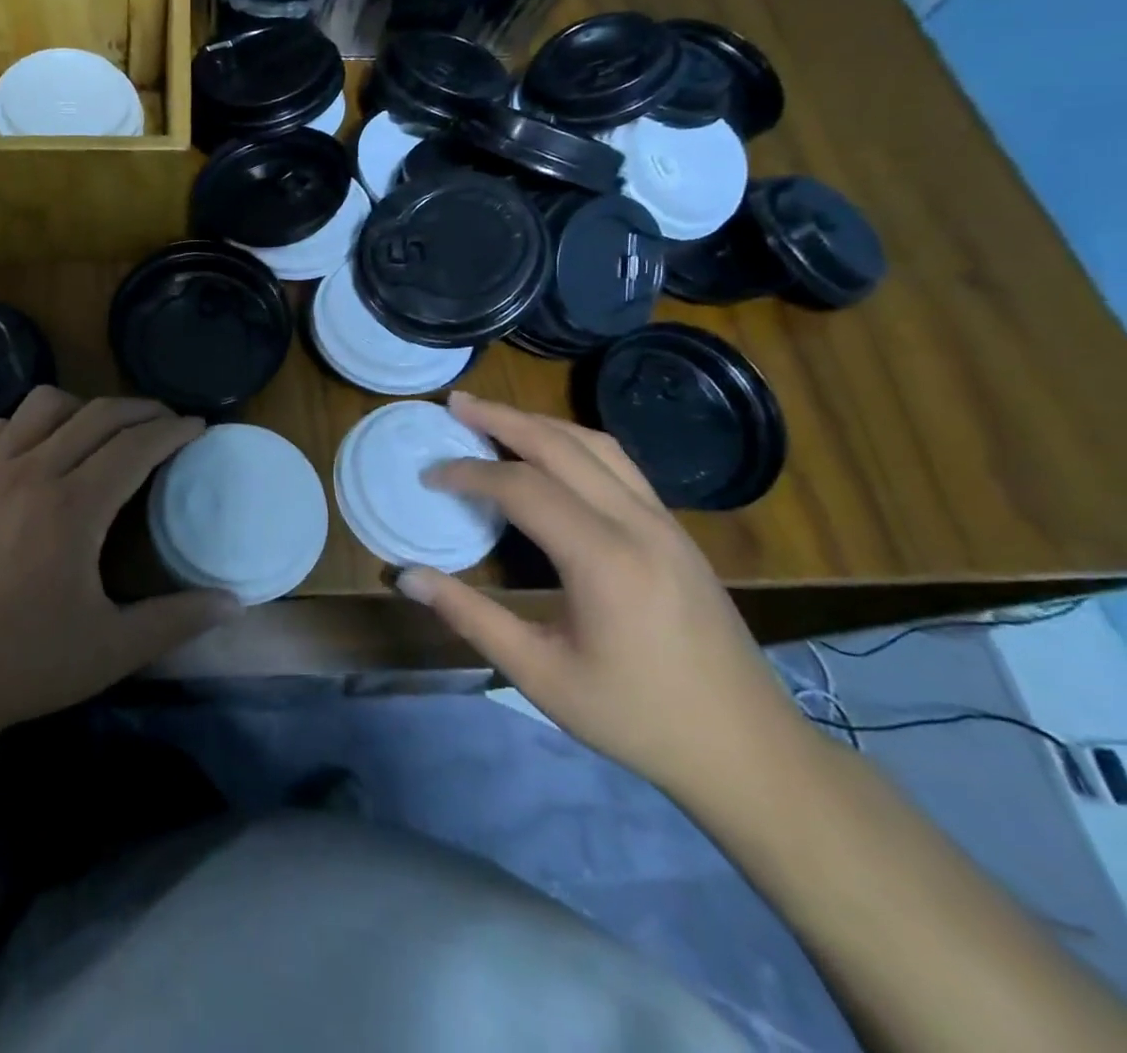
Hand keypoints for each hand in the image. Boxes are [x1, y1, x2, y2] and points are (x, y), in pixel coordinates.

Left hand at [0, 387, 241, 743]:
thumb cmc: (20, 664)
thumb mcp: (110, 650)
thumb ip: (176, 621)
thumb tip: (234, 603)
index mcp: (73, 507)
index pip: (136, 445)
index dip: (173, 431)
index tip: (198, 426)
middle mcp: (31, 472)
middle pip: (97, 414)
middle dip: (141, 409)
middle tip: (167, 422)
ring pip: (44, 405)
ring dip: (84, 408)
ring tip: (104, 432)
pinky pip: (0, 427)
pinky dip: (31, 424)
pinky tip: (40, 451)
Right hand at [394, 393, 809, 801]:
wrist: (749, 751)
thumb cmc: (637, 718)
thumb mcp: (540, 674)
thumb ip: (470, 617)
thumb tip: (406, 577)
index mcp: (604, 559)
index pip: (523, 487)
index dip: (469, 472)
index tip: (429, 476)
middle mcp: (638, 524)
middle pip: (562, 446)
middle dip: (503, 419)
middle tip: (455, 403)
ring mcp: (665, 523)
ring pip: (598, 445)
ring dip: (541, 424)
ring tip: (495, 416)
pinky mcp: (675, 532)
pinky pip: (620, 465)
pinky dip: (573, 444)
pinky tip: (551, 454)